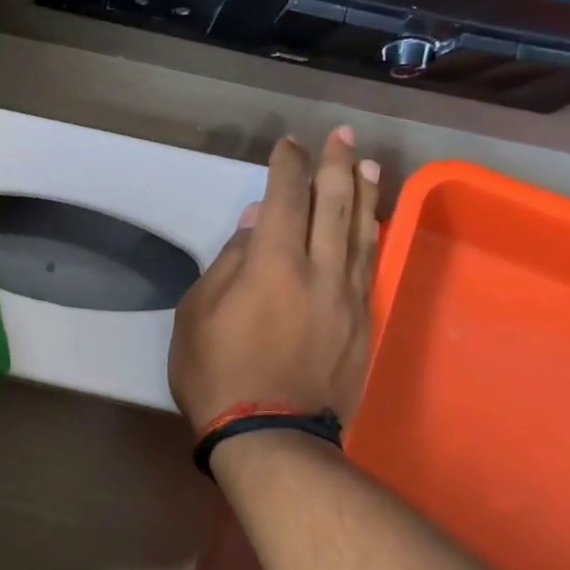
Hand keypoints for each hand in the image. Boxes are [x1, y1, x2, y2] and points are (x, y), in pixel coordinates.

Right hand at [169, 126, 380, 430]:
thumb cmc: (217, 373)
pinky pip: (371, 267)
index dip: (287, 166)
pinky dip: (372, 236)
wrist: (271, 434)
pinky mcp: (363, 323)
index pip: (283, 198)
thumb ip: (226, 264)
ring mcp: (348, 297)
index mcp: (271, 264)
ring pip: (361, 232)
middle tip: (340, 135)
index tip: (287, 144)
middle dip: (334, 164)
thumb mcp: (197, 315)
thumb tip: (252, 223)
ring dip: (363, 193)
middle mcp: (318, 270)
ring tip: (366, 164)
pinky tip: (373, 222)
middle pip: (333, 205)